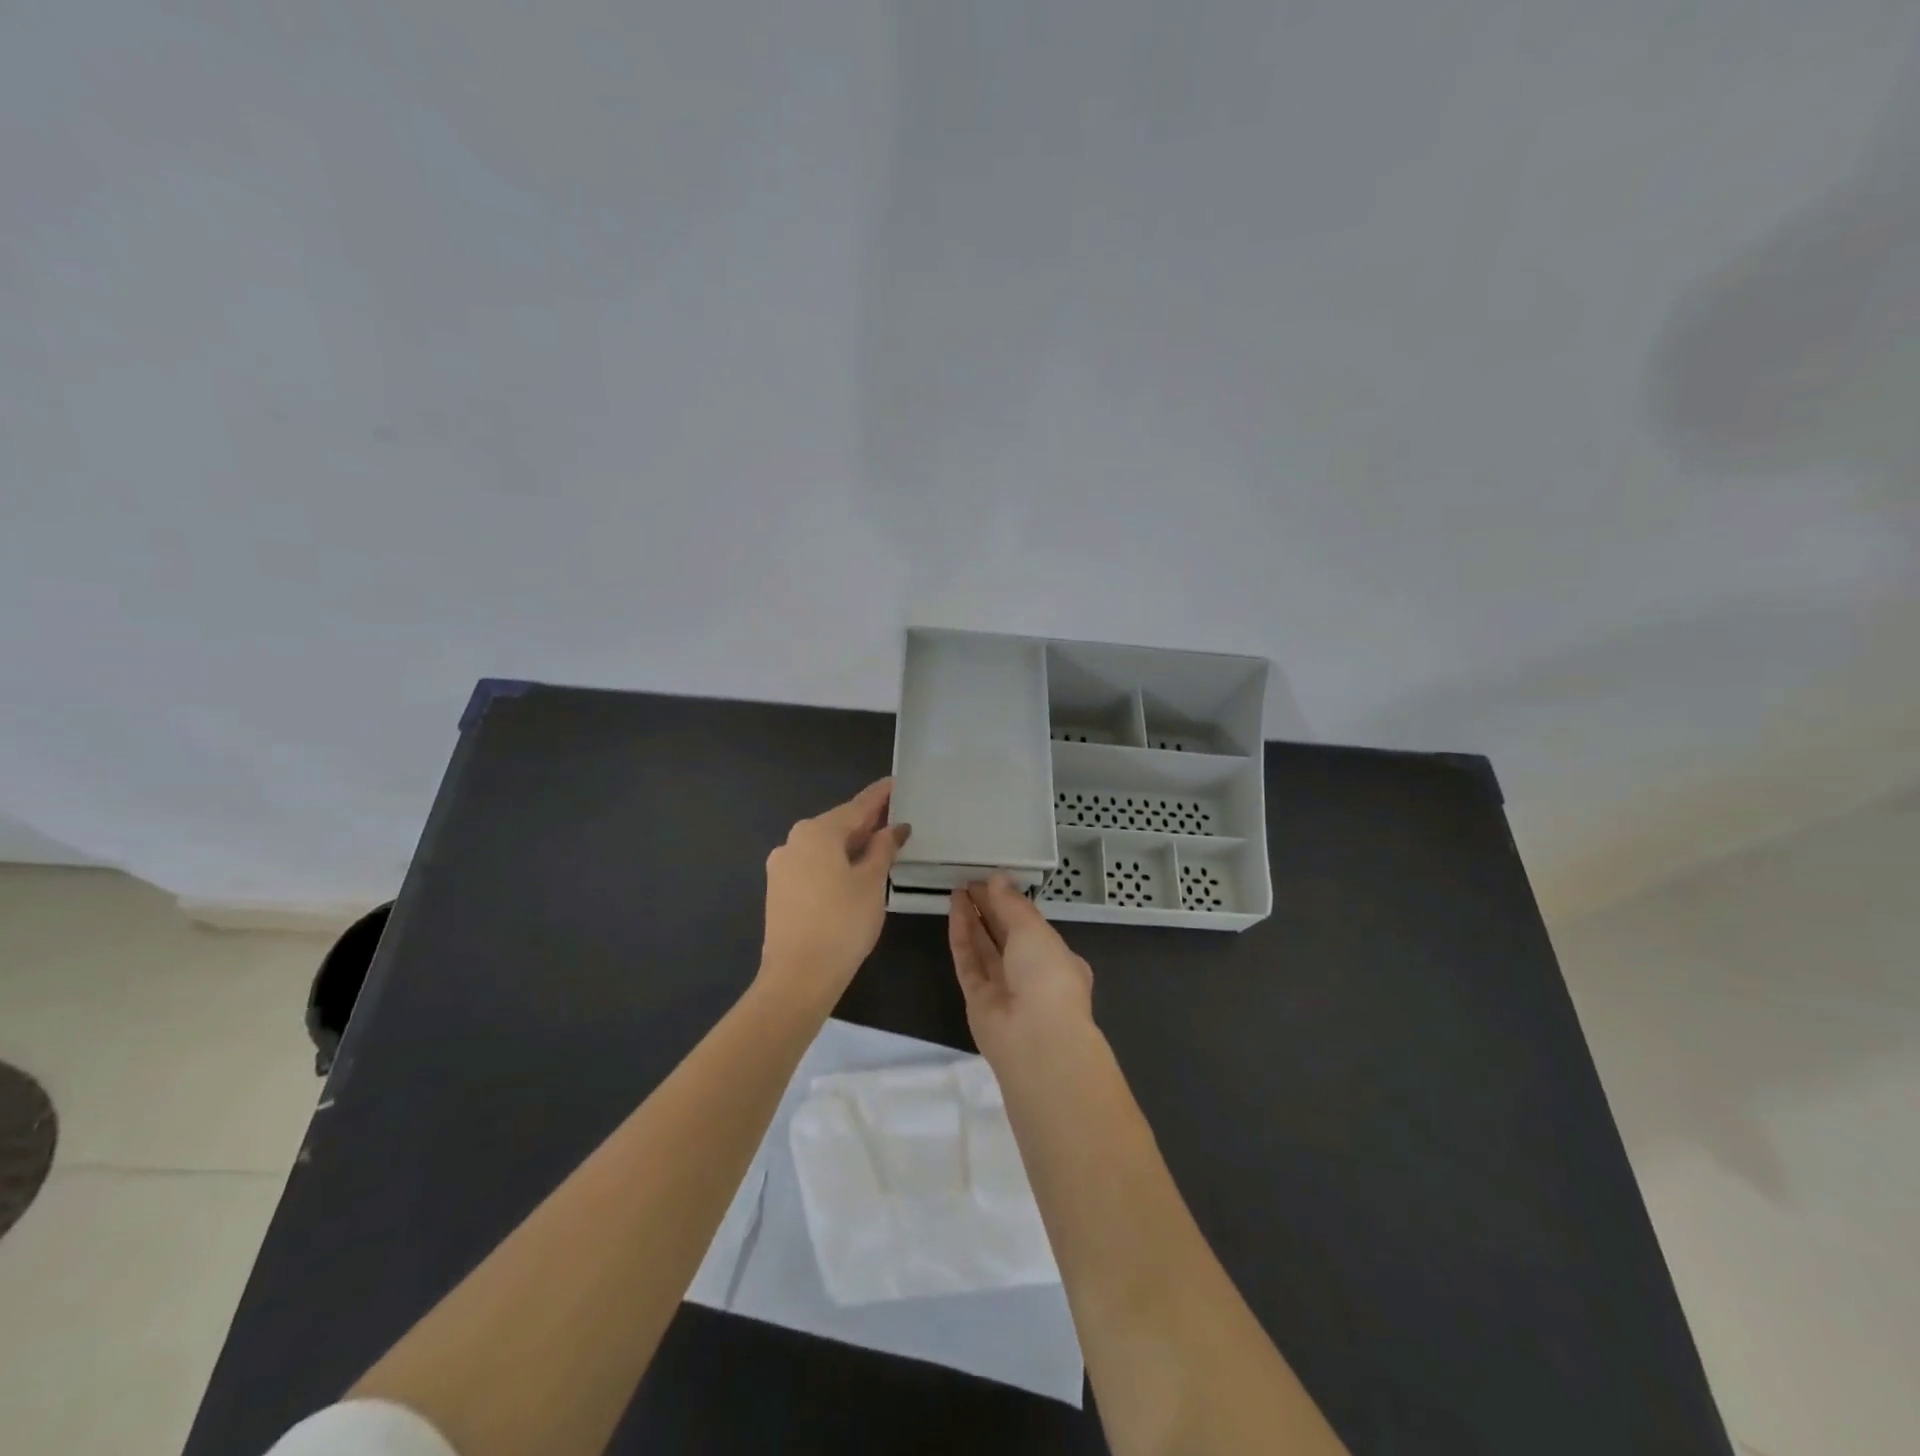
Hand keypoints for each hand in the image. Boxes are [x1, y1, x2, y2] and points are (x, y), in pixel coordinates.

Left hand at [758, 779, 910, 1012]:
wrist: (798, 976)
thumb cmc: (842, 922)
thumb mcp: (871, 882)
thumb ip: (883, 849)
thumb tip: (894, 828)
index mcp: (817, 832)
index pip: (857, 806)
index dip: (880, 796)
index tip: (896, 782)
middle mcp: (794, 841)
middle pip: (838, 825)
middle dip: (866, 822)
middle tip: (894, 817)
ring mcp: (782, 866)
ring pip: (824, 846)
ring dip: (851, 845)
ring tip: (879, 847)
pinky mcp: (779, 890)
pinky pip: (813, 865)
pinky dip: (835, 863)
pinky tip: (853, 873)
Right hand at [948, 876, 1095, 1068]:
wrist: (1036, 1039)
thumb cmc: (1048, 975)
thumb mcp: (1034, 930)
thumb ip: (1012, 903)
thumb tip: (997, 878)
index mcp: (1059, 959)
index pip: (1033, 927)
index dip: (1013, 903)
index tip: (993, 880)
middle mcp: (1032, 974)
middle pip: (1006, 935)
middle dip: (990, 908)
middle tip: (970, 881)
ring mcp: (1004, 989)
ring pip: (985, 948)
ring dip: (972, 918)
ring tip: (957, 889)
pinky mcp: (977, 1000)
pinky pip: (968, 962)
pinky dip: (961, 936)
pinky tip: (953, 909)